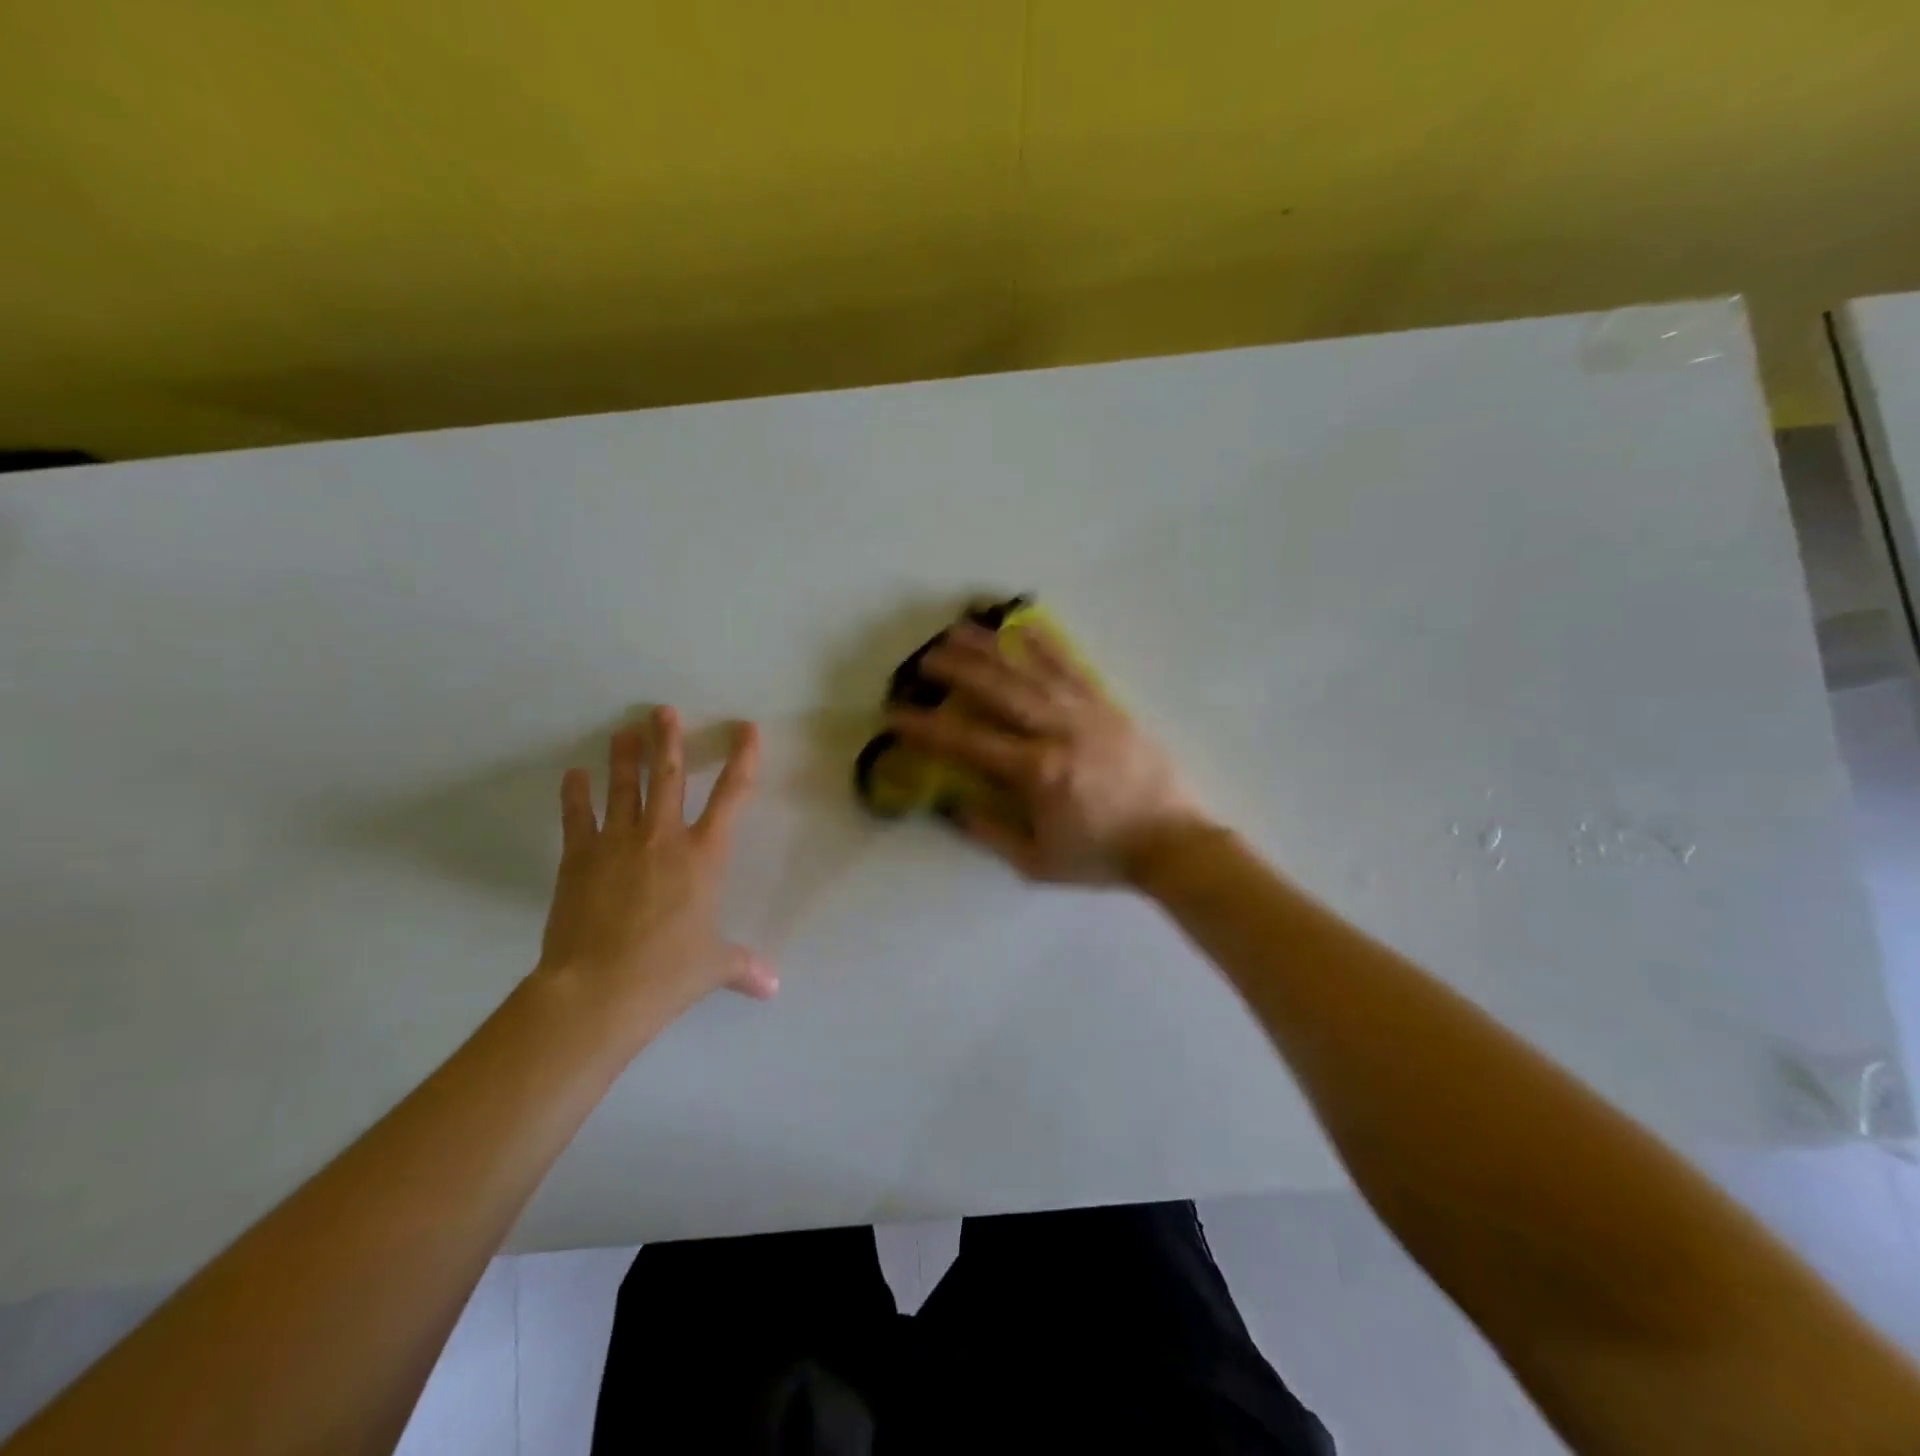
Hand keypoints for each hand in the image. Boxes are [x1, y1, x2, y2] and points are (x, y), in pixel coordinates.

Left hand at [536, 707, 776, 1013]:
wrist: (600, 989)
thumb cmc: (668, 972)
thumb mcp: (713, 967)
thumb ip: (743, 966)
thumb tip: (772, 987)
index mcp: (705, 856)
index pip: (733, 796)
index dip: (743, 759)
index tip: (747, 729)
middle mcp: (664, 837)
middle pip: (669, 776)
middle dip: (669, 740)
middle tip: (663, 711)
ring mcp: (619, 842)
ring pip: (625, 787)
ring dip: (625, 756)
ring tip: (623, 731)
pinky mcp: (579, 857)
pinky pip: (578, 816)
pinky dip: (575, 794)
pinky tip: (574, 775)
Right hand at [888, 622, 1207, 884]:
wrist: (1173, 843)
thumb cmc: (1102, 856)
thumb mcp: (1037, 862)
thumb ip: (990, 832)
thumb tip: (952, 806)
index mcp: (1037, 772)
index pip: (969, 743)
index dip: (927, 727)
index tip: (896, 713)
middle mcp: (1058, 731)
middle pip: (998, 690)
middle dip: (957, 670)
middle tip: (924, 658)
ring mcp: (1087, 712)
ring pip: (1031, 670)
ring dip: (991, 647)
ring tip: (960, 628)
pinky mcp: (1109, 705)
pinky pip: (1073, 667)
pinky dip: (1045, 645)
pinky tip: (1023, 626)